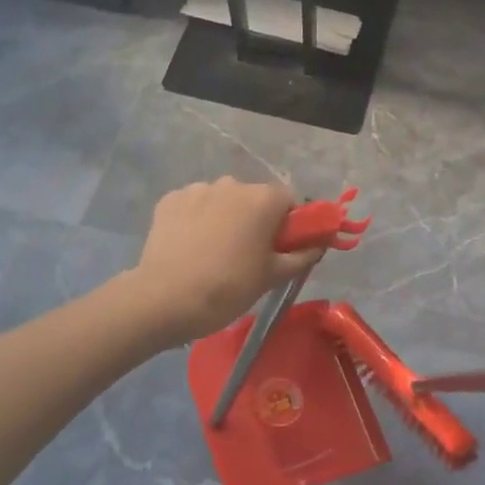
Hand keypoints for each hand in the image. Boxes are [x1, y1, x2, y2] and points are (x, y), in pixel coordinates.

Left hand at [129, 178, 321, 343]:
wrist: (165, 300)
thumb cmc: (229, 288)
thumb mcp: (273, 276)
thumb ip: (302, 256)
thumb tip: (319, 245)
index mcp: (263, 199)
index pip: (290, 200)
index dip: (291, 223)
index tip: (283, 247)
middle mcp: (232, 184)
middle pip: (255, 198)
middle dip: (256, 219)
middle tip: (250, 254)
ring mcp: (197, 189)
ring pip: (223, 200)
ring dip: (225, 217)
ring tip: (215, 252)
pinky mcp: (169, 200)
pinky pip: (194, 205)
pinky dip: (197, 220)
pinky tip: (191, 246)